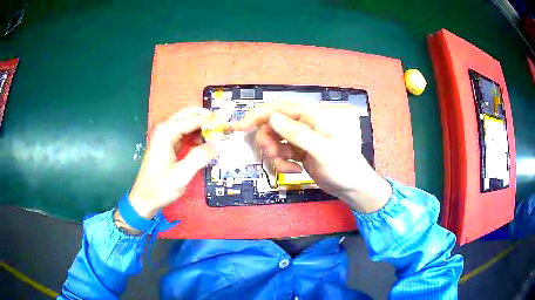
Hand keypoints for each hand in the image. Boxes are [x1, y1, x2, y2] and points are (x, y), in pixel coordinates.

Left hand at [127, 108, 215, 219]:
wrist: (144, 199)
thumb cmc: (160, 188)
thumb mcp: (181, 175)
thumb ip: (199, 157)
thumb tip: (218, 143)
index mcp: (166, 132)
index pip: (194, 119)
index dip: (213, 121)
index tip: (228, 126)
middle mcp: (165, 129)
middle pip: (189, 114)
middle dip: (207, 118)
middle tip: (224, 126)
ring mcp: (165, 136)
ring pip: (187, 122)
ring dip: (202, 126)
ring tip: (218, 134)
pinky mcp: (167, 144)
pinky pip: (185, 132)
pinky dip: (196, 134)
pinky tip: (205, 143)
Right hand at [235, 102, 391, 212]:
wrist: (353, 187)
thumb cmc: (343, 166)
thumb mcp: (321, 150)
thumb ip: (297, 133)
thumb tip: (272, 118)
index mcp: (310, 116)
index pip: (278, 108)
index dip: (257, 115)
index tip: (239, 128)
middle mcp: (303, 125)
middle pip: (272, 125)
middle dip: (268, 142)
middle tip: (274, 155)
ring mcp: (300, 140)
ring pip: (274, 141)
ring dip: (276, 156)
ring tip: (290, 168)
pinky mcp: (299, 153)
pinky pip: (281, 155)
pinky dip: (283, 164)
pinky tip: (297, 171)